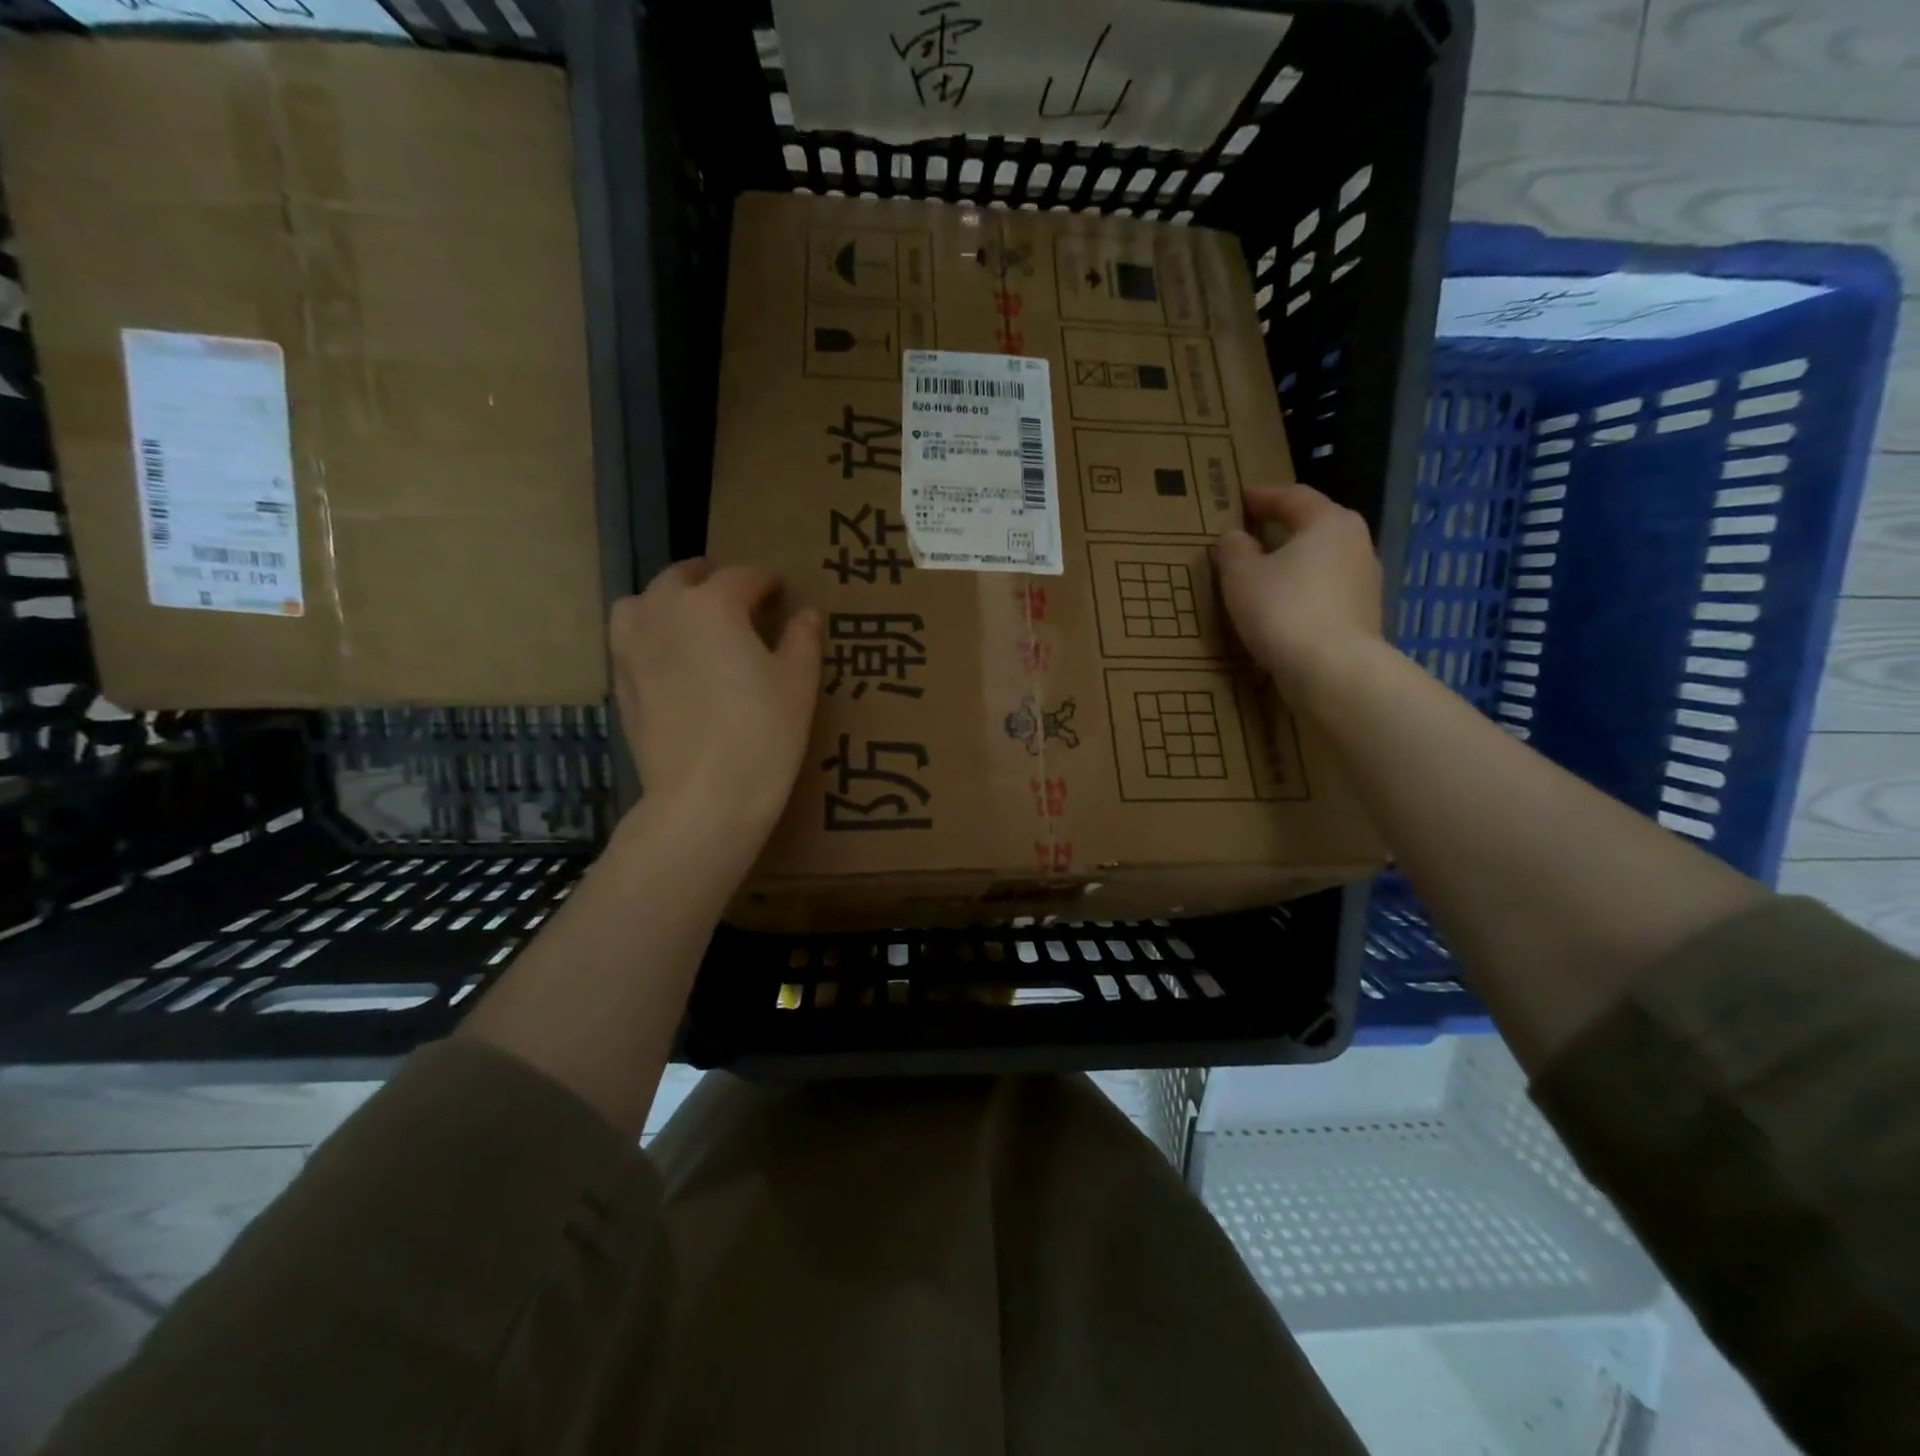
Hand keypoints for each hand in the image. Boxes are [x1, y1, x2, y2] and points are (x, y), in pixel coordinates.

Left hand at [608, 558, 821, 845]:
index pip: (742, 576)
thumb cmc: (762, 734)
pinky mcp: (620, 681)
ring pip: (644, 602)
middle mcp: (664, 612)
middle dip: (712, 578)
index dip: (766, 581)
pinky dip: (650, 634)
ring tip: (692, 619)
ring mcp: (633, 646)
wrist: (704, 796)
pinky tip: (671, 658)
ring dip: (669, 600)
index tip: (780, 591)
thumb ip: (802, 639)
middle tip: (737, 596)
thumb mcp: (798, 683)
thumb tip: (806, 614)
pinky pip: (629, 639)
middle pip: (683, 577)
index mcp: (713, 604)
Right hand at [1218, 483, 1383, 697]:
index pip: (1293, 496)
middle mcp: (1356, 542)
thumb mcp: (1241, 576)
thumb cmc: (1283, 610)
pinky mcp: (1364, 614)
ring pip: (1324, 560)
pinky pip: (1327, 590)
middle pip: (1315, 526)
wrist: (1333, 670)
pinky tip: (1286, 606)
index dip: (1264, 496)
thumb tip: (1236, 537)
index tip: (1242, 498)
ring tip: (1267, 572)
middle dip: (1285, 527)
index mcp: (1328, 522)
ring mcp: (1366, 580)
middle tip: (1256, 531)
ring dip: (1296, 562)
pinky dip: (1305, 590)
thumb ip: (1234, 550)